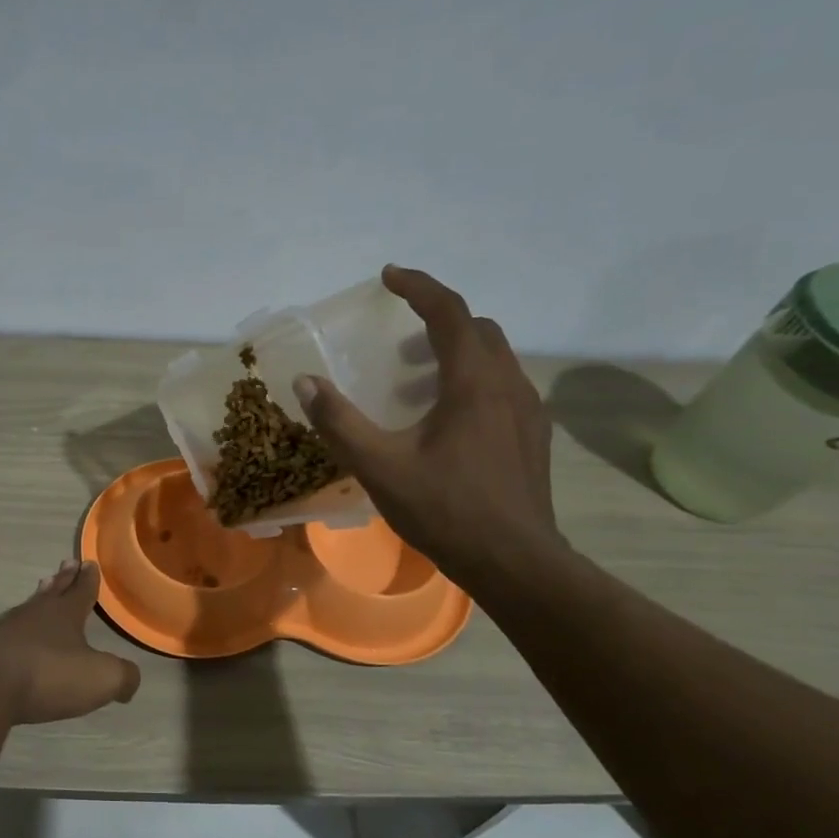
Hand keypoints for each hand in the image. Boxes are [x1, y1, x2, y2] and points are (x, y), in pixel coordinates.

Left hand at [0, 560, 141, 725]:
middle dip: (64, 579)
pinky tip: (15, 632)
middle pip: (53, 591)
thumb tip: (130, 680)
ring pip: (29, 607)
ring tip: (43, 587)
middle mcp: (35, 614)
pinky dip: (17, 628)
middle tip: (68, 562)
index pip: (82, 591)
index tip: (90, 562)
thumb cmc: (48, 675)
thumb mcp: (99, 678)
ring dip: (39, 597)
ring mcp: (6, 629)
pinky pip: (8, 631)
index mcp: (65, 614)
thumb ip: (122, 676)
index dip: (88, 579)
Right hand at [292, 266, 563, 588]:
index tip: (388, 276)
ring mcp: (528, 411)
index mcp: (473, 382)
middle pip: (478, 330)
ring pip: (494, 359)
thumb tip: (305, 383)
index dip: (417, 287)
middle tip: (397, 341)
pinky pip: (503, 388)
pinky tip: (447, 421)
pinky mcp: (534, 437)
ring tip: (415, 382)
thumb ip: (339, 422)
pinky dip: (472, 382)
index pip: (449, 312)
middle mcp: (508, 384)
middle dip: (437, 321)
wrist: (515, 561)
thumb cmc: (446, 509)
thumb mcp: (380, 466)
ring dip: (455, 353)